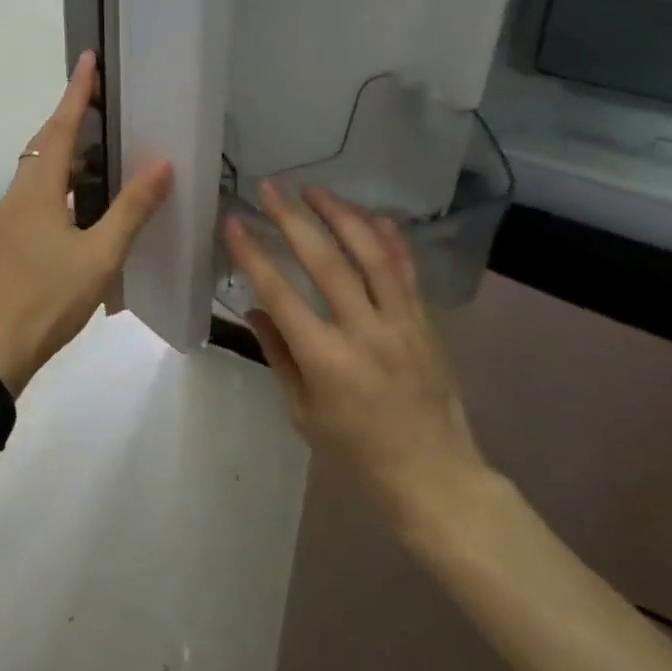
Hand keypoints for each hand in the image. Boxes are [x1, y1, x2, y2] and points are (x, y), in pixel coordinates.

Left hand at [0, 52, 173, 393]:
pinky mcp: (4, 243)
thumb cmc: (47, 300)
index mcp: (38, 192)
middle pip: (43, 146)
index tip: (87, 58)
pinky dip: (56, 184)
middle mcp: (17, 197)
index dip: (76, 92)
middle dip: (68, 118)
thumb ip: (131, 210)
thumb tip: (162, 163)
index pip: (60, 128)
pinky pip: (33, 197)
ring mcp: (6, 221)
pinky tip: (77, 204)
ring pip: (36, 173)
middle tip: (98, 102)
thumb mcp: (100, 257)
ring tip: (96, 149)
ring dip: (63, 154)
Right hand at [224, 183, 493, 536]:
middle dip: (293, 219)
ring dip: (341, 215)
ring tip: (315, 190)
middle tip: (270, 188)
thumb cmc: (358, 455)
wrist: (437, 481)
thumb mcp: (303, 414)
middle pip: (325, 261)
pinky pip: (407, 271)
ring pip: (371, 254)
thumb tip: (254, 306)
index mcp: (326, 361)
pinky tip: (373, 215)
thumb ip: (278, 355)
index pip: (280, 294)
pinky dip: (390, 239)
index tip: (234, 223)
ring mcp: (402, 323)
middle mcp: (364, 332)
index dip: (253, 254)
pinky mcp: (426, 323)